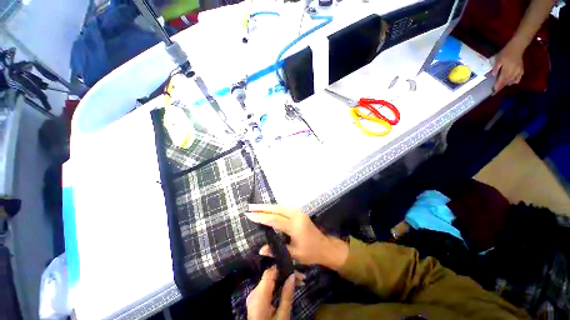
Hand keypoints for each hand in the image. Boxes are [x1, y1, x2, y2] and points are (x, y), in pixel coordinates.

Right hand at [246, 204, 348, 269]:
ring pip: (280, 206)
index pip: (274, 220)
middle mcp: (296, 216)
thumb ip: (277, 250)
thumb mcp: (294, 254)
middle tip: (249, 207)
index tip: (249, 215)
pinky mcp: (299, 212)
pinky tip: (268, 208)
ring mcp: (299, 212)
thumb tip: (260, 249)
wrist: (325, 246)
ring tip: (255, 206)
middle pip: (277, 209)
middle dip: (262, 207)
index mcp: (295, 227)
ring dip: (268, 206)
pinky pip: (284, 207)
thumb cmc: (310, 253)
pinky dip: (274, 207)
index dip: (261, 217)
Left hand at [247, 267, 294, 319]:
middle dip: (284, 273)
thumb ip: (287, 295)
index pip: (270, 272)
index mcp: (259, 296)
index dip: (282, 267)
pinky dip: (276, 285)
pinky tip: (285, 286)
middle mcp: (254, 292)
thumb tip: (292, 276)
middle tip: (299, 276)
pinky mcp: (254, 299)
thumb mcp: (283, 316)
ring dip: (281, 279)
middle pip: (269, 275)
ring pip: (268, 280)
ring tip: (296, 280)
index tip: (295, 268)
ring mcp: (252, 296)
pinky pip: (266, 287)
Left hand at [492, 39, 525, 93]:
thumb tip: (494, 76)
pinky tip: (510, 81)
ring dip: (506, 84)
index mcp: (507, 70)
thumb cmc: (505, 53)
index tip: (493, 92)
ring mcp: (518, 72)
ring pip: (512, 82)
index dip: (497, 87)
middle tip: (495, 91)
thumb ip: (496, 69)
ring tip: (501, 86)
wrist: (516, 47)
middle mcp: (513, 73)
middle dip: (501, 87)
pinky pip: (518, 79)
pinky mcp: (521, 71)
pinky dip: (513, 81)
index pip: (501, 81)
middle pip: (506, 82)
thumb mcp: (498, 60)